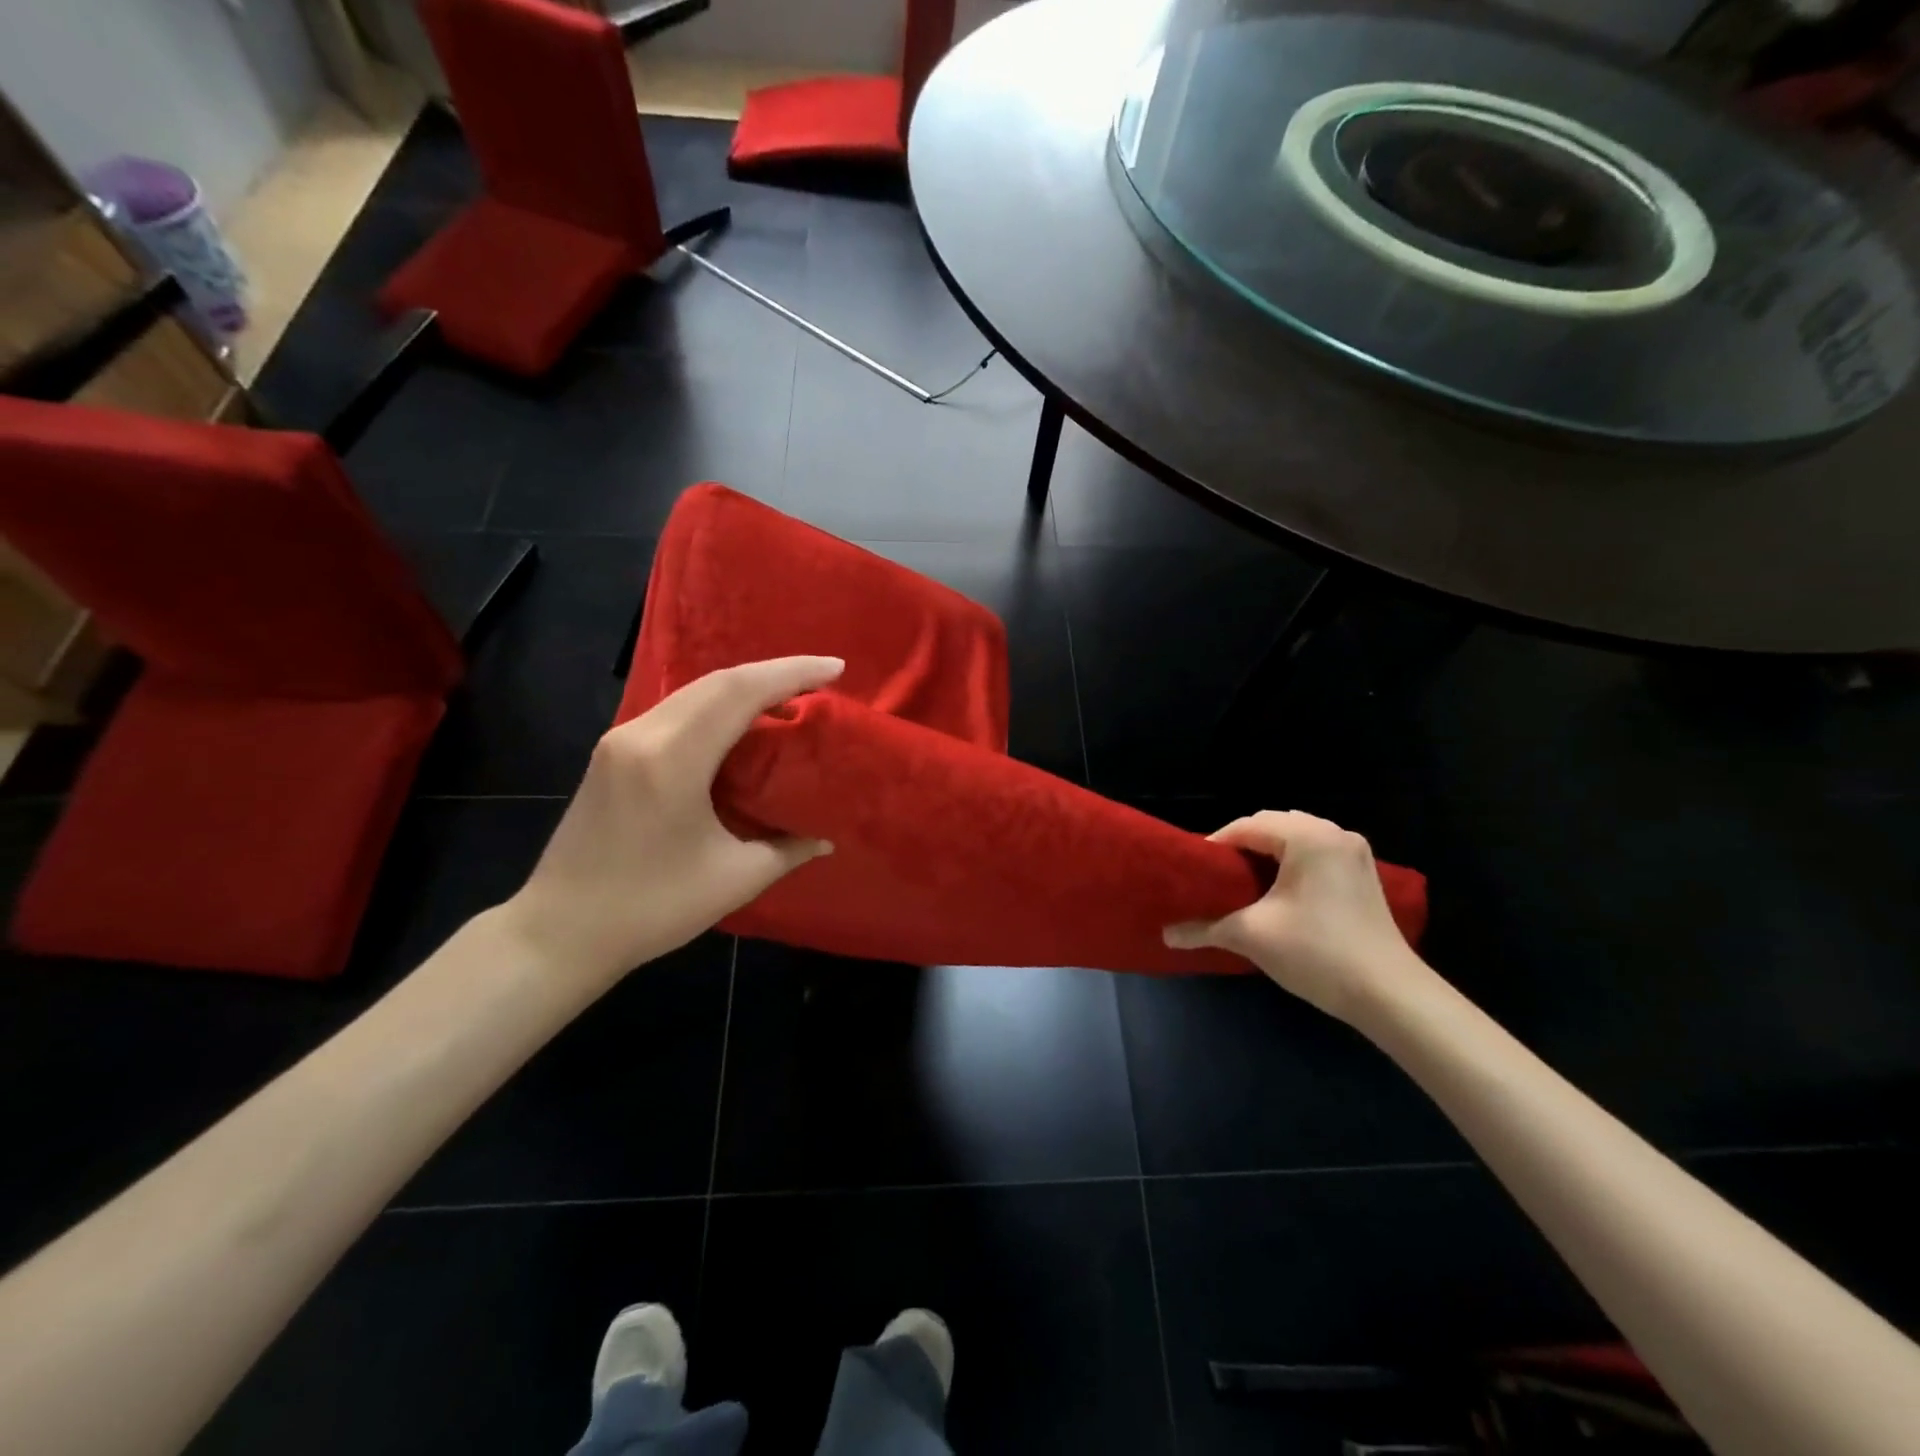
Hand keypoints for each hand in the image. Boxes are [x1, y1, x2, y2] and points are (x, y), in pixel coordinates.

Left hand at [502, 657, 843, 986]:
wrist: (559, 932)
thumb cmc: (650, 909)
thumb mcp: (734, 880)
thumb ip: (787, 850)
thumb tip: (825, 838)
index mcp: (672, 759)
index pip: (740, 692)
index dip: (792, 673)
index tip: (836, 668)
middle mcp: (642, 735)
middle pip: (717, 681)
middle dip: (774, 673)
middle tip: (821, 681)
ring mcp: (620, 740)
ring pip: (693, 692)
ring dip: (743, 689)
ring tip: (789, 700)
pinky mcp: (612, 754)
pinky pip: (675, 711)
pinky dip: (716, 708)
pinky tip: (740, 725)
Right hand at [1163, 811, 1432, 1024]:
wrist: (1390, 996)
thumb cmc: (1317, 953)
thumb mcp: (1252, 936)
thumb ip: (1204, 928)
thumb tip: (1165, 934)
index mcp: (1308, 837)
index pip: (1247, 826)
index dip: (1215, 847)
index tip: (1194, 873)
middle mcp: (1334, 833)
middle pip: (1272, 826)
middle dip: (1240, 848)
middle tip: (1215, 879)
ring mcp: (1353, 853)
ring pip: (1295, 839)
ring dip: (1266, 855)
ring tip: (1241, 885)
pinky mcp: (1363, 874)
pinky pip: (1315, 854)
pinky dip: (1290, 864)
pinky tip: (1277, 893)